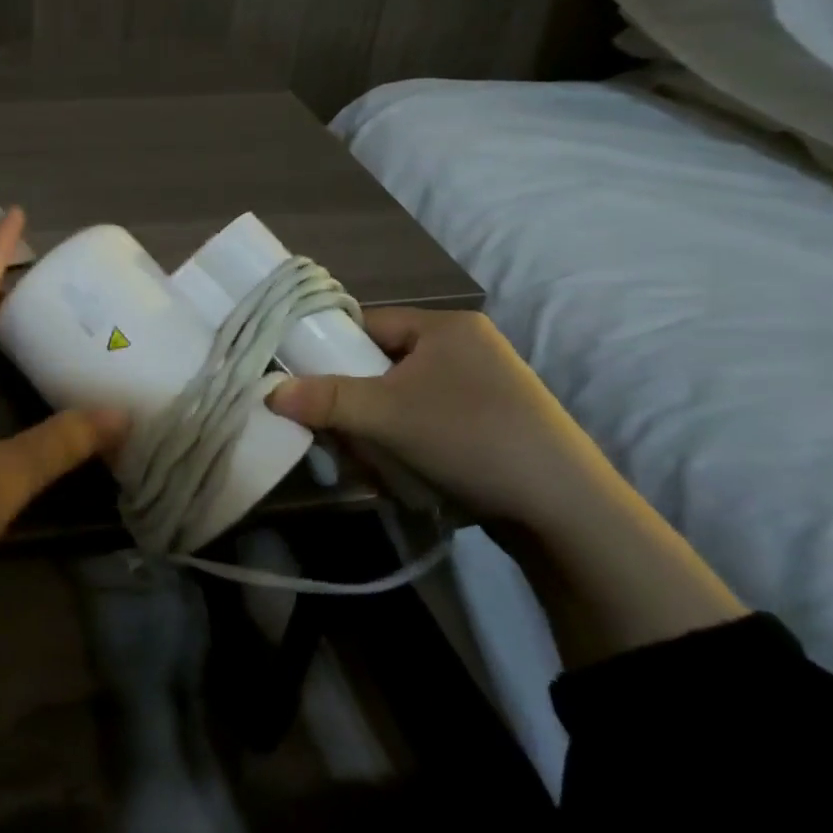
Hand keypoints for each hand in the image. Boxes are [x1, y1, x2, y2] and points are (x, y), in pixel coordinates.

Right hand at [267, 306, 637, 535]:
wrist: (563, 508)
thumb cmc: (469, 437)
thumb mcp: (386, 415)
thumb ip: (324, 400)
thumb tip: (269, 393)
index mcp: (445, 325)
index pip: (367, 323)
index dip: (330, 349)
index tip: (305, 383)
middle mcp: (465, 346)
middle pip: (381, 363)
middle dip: (354, 400)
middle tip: (337, 431)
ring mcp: (481, 386)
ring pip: (400, 397)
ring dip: (376, 427)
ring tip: (369, 459)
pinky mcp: (490, 422)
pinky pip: (426, 419)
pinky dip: (405, 441)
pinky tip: (401, 470)